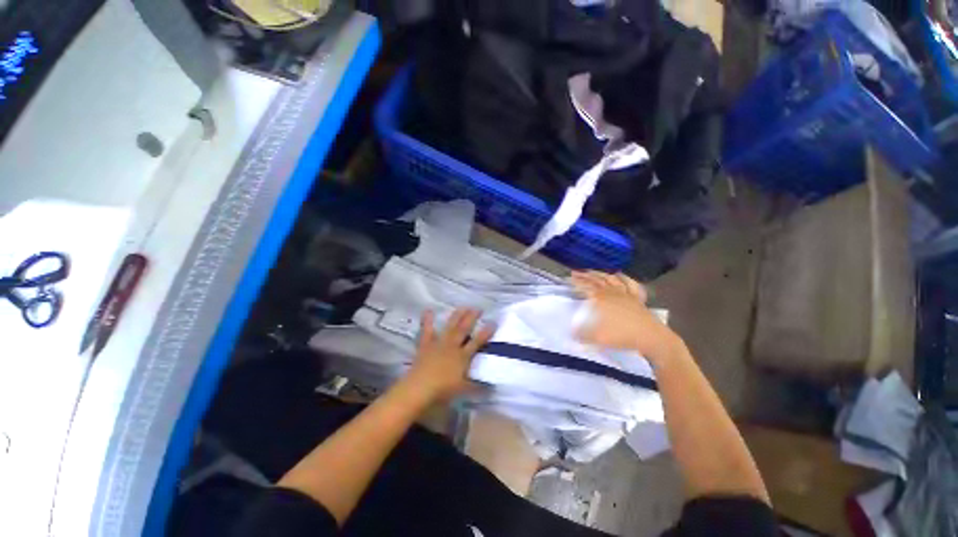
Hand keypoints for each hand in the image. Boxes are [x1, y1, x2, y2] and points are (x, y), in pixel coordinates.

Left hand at [405, 309, 495, 401]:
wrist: (420, 388)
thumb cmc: (442, 390)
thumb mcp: (463, 390)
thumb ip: (476, 386)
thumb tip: (490, 387)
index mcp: (462, 356)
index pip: (477, 341)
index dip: (486, 332)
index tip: (493, 322)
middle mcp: (452, 346)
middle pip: (464, 329)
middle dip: (472, 318)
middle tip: (478, 308)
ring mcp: (438, 343)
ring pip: (450, 327)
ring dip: (457, 316)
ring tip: (463, 306)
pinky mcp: (425, 345)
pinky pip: (426, 331)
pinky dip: (427, 320)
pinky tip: (429, 310)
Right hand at [570, 271, 683, 364]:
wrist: (652, 338)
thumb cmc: (623, 336)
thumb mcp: (598, 337)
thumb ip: (582, 335)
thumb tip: (571, 333)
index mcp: (603, 299)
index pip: (587, 286)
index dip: (577, 282)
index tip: (569, 278)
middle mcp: (614, 293)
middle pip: (598, 280)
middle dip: (586, 275)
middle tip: (577, 272)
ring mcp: (627, 294)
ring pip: (612, 279)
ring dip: (602, 274)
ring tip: (594, 271)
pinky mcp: (638, 298)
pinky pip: (631, 284)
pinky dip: (624, 278)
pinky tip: (621, 275)